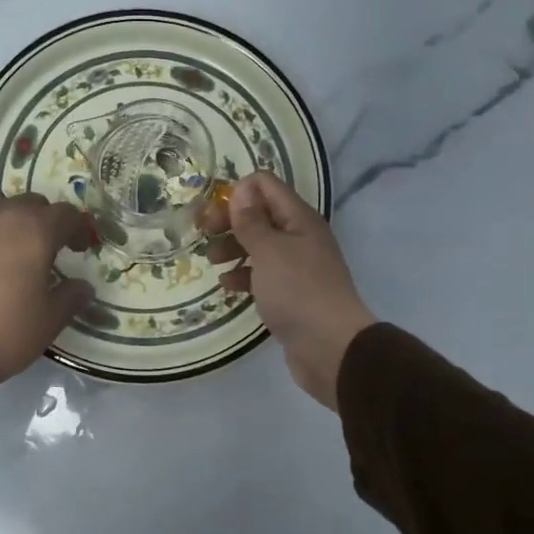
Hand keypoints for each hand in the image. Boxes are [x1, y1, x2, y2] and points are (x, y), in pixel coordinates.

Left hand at [0, 191, 94, 383]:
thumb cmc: (3, 331)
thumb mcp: (48, 321)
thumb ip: (71, 298)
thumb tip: (83, 286)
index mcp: (34, 230)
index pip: (66, 214)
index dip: (78, 229)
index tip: (79, 249)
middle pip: (30, 202)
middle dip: (42, 221)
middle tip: (44, 249)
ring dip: (6, 218)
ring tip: (5, 247)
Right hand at [203, 172, 375, 409]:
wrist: (330, 347)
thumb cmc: (297, 291)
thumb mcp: (269, 251)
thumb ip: (251, 220)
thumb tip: (241, 189)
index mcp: (299, 219)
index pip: (265, 186)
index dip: (237, 192)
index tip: (211, 212)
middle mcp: (300, 237)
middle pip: (261, 215)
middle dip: (231, 221)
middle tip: (204, 234)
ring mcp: (297, 266)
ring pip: (260, 246)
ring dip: (234, 248)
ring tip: (211, 261)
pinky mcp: (291, 293)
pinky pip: (263, 275)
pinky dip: (244, 275)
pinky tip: (227, 286)